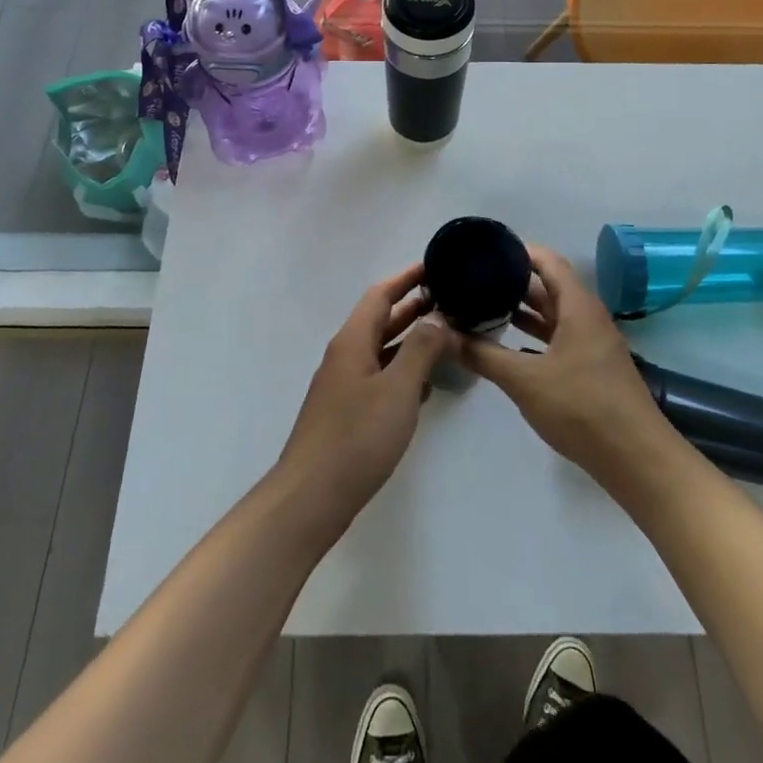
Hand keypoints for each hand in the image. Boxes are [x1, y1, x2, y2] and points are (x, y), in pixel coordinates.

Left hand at [272, 263, 462, 534]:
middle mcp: (346, 355)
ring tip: (448, 335)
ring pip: (382, 349)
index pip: (380, 294)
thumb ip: (421, 350)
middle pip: (381, 319)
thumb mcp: (397, 389)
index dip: (406, 277)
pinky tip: (427, 382)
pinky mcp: (348, 412)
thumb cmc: (356, 437)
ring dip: (412, 339)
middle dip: (414, 306)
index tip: (436, 265)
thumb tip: (439, 319)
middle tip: (452, 299)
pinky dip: (404, 370)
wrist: (311, 497)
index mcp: (352, 341)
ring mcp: (345, 385)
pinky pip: (380, 376)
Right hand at [462, 245, 676, 491]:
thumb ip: (485, 356)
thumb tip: (447, 336)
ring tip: (483, 305)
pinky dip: (534, 335)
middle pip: (549, 286)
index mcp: (578, 307)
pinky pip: (558, 337)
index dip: (519, 251)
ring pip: (553, 314)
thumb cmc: (582, 408)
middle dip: (513, 281)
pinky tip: (507, 344)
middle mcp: (587, 317)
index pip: (548, 261)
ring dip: (523, 309)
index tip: (485, 250)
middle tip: (475, 279)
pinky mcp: (591, 368)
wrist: (636, 459)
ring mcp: (592, 343)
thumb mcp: (525, 381)